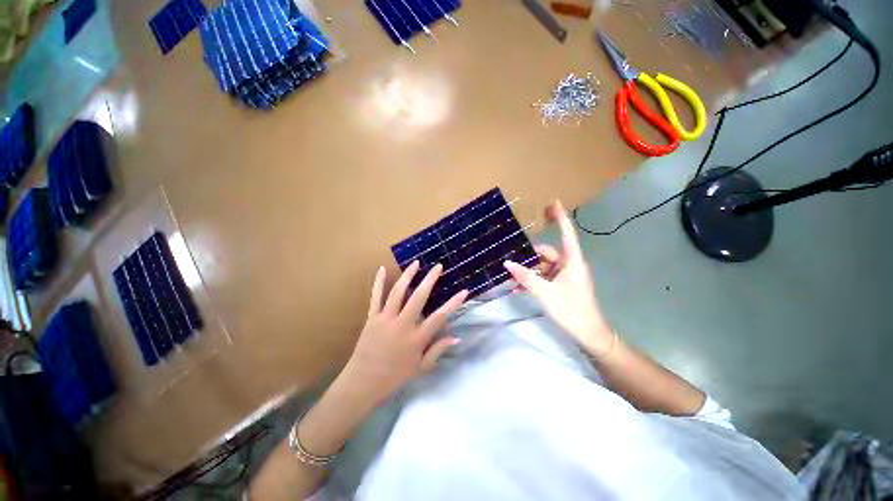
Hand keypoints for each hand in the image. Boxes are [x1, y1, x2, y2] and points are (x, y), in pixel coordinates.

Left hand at [342, 262, 468, 405]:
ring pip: (398, 292)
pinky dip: (378, 282)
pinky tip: (382, 269)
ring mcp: (385, 319)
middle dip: (430, 280)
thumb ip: (437, 351)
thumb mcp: (421, 367)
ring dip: (407, 276)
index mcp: (417, 339)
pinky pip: (375, 297)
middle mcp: (403, 325)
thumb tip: (456, 338)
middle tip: (438, 266)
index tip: (464, 291)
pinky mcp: (372, 318)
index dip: (453, 303)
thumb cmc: (396, 376)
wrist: (366, 378)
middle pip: (419, 297)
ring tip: (416, 263)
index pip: (439, 317)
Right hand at [504, 201, 613, 355]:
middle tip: (511, 262)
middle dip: (531, 257)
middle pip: (549, 253)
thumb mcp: (546, 294)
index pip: (566, 233)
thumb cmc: (571, 309)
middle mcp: (571, 264)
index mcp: (572, 260)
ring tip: (512, 280)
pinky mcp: (566, 287)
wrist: (588, 331)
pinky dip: (536, 281)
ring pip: (546, 267)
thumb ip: (527, 278)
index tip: (553, 202)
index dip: (560, 217)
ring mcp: (569, 276)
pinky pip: (548, 278)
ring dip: (531, 272)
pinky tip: (520, 289)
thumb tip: (508, 263)